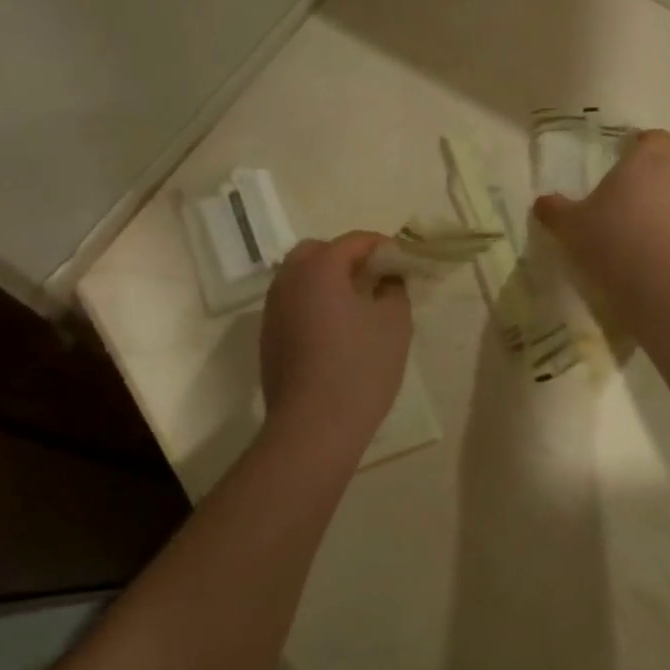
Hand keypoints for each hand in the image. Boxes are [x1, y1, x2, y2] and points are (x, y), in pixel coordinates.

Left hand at [259, 232, 412, 456]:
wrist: (313, 428)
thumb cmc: (360, 369)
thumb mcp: (394, 324)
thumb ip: (394, 290)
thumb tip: (387, 280)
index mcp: (319, 269)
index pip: (353, 241)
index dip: (381, 246)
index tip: (401, 261)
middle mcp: (288, 281)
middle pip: (317, 251)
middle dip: (346, 256)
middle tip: (373, 277)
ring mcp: (272, 310)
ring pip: (299, 277)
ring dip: (326, 279)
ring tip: (356, 302)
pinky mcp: (268, 337)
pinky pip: (292, 303)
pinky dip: (313, 302)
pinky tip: (334, 330)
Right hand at [534, 130, 669, 319]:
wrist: (657, 288)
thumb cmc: (609, 243)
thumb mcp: (569, 226)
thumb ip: (555, 209)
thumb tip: (542, 202)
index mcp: (645, 163)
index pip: (657, 138)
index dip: (647, 146)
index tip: (632, 160)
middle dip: (661, 179)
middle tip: (638, 203)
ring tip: (661, 229)